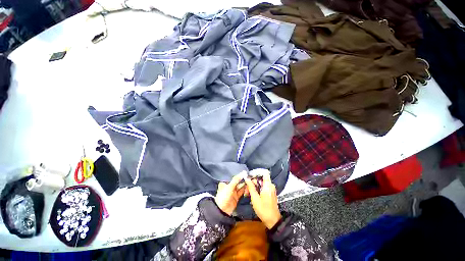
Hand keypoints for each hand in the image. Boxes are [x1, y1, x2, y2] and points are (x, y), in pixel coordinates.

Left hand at [215, 171, 246, 215]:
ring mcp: (233, 192)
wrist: (222, 211)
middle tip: (249, 176)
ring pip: (240, 187)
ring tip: (250, 181)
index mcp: (225, 183)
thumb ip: (236, 179)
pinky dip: (245, 190)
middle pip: (237, 182)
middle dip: (242, 180)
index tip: (245, 172)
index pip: (233, 177)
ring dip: (244, 184)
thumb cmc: (224, 196)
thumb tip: (243, 172)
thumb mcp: (229, 186)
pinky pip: (241, 192)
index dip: (239, 175)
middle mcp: (229, 187)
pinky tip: (249, 187)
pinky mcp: (236, 197)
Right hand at [244, 170, 281, 228]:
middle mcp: (270, 186)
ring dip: (254, 186)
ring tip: (248, 192)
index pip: (264, 173)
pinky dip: (257, 189)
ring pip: (261, 183)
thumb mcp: (255, 198)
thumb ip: (251, 187)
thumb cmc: (264, 209)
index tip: (250, 175)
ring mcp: (271, 189)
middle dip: (253, 181)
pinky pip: (263, 187)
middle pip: (261, 178)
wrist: (273, 221)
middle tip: (246, 187)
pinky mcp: (270, 193)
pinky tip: (252, 194)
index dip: (257, 172)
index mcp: (268, 185)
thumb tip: (247, 178)